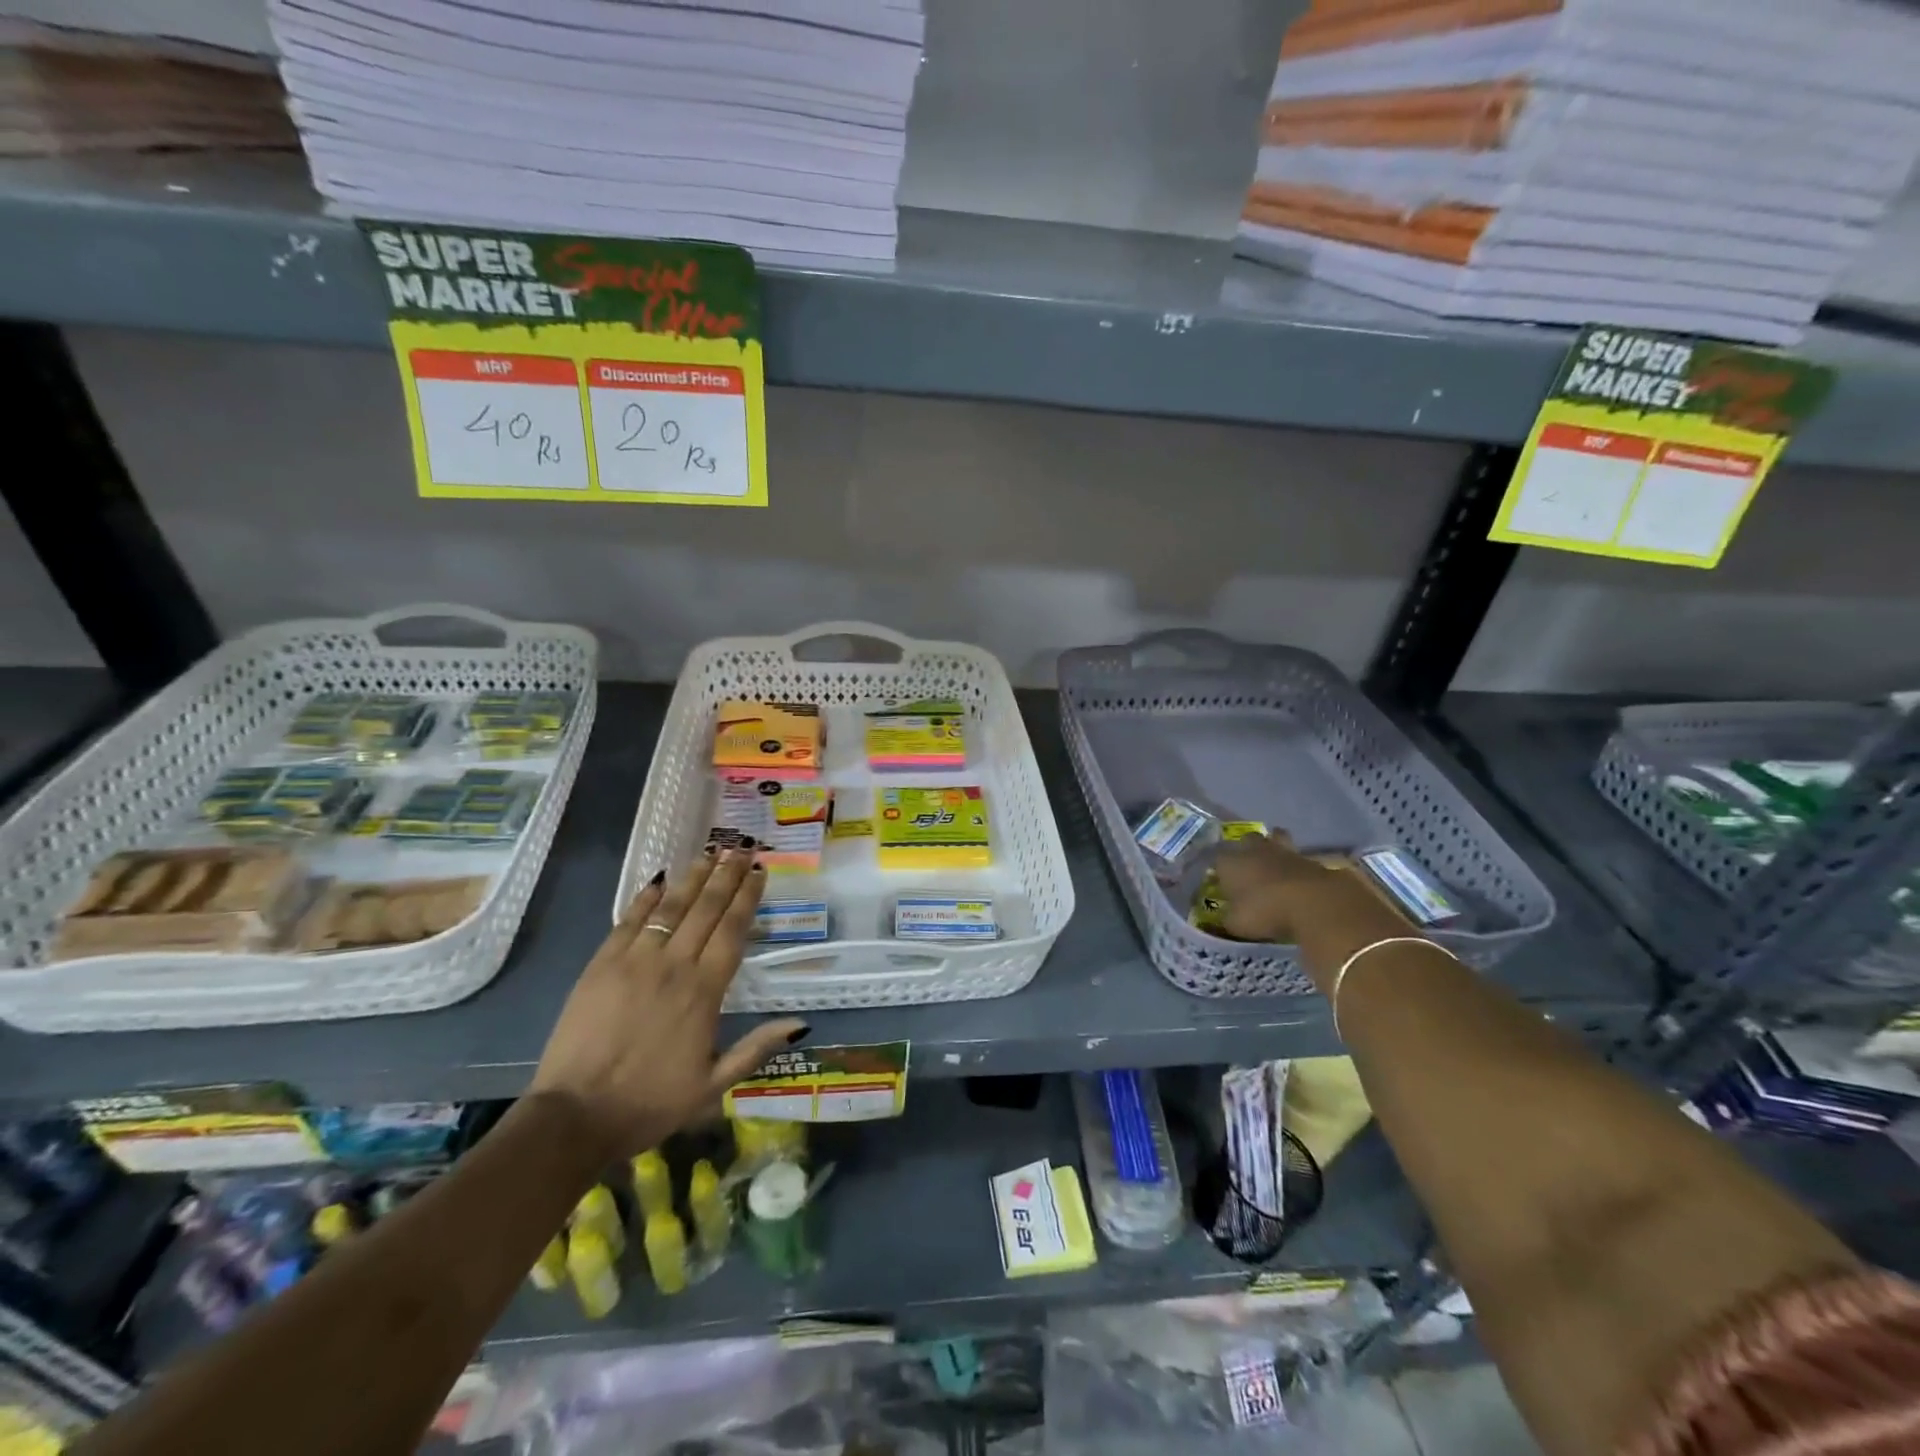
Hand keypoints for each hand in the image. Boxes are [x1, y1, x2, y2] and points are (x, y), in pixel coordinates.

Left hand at [530, 848, 805, 1159]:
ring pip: (670, 908)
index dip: (748, 898)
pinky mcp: (601, 965)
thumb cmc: (649, 1103)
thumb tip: (800, 1023)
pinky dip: (645, 898)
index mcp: (704, 992)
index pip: (732, 930)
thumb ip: (756, 1049)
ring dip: (692, 878)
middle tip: (740, 848)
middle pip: (706, 909)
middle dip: (726, 876)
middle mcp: (673, 966)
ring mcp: (634, 961)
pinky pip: (628, 921)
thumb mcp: (712, 1085)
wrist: (575, 1117)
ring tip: (710, 853)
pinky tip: (659, 880)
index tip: (759, 872)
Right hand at [1213, 831, 1346, 943]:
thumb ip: (1229, 918)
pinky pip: (1297, 855)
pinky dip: (1296, 863)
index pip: (1217, 858)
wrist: (1313, 903)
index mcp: (1229, 863)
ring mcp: (1283, 851)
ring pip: (1275, 837)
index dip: (1219, 868)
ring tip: (1275, 861)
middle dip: (1246, 848)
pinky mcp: (1309, 858)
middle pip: (1246, 840)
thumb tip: (1228, 917)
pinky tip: (1297, 876)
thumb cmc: (1265, 911)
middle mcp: (1253, 850)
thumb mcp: (1237, 924)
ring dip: (1274, 845)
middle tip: (1249, 866)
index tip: (1221, 880)